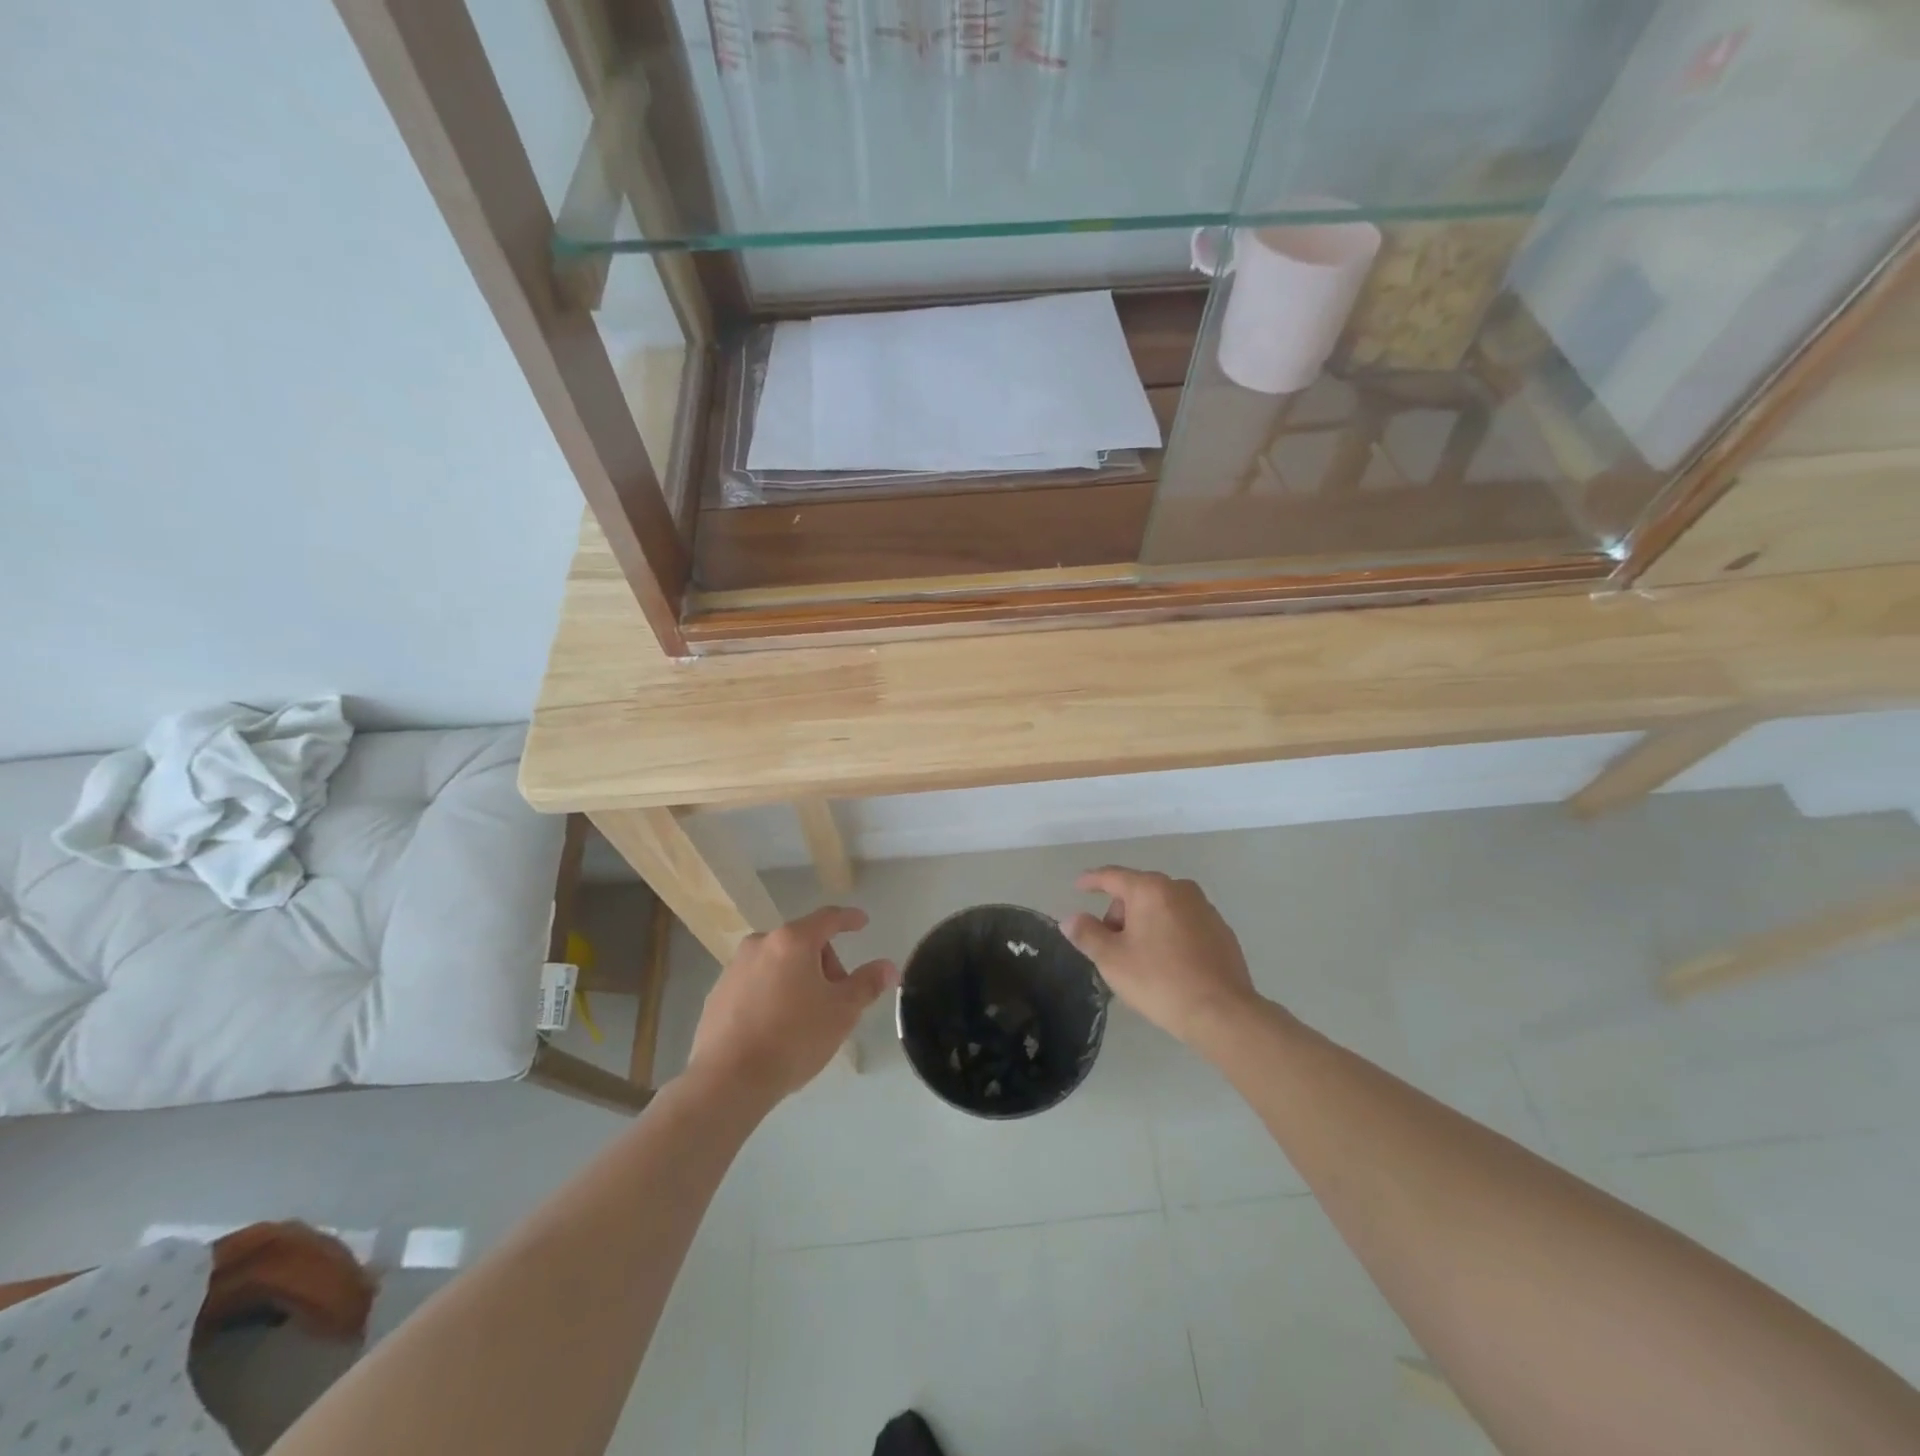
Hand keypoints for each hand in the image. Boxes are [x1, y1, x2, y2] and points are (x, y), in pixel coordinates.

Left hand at [688, 906, 897, 1101]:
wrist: (728, 1079)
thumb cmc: (794, 1037)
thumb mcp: (842, 1011)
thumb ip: (867, 984)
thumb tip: (888, 967)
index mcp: (793, 941)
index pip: (828, 918)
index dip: (849, 919)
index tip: (862, 922)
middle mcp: (760, 944)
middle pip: (802, 942)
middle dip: (824, 962)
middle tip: (835, 997)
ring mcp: (734, 968)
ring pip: (777, 962)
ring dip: (796, 978)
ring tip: (805, 1016)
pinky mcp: (716, 994)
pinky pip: (755, 983)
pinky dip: (771, 993)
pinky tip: (776, 1027)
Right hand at [1062, 868, 1258, 1045]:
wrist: (1222, 1012)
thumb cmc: (1159, 980)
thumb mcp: (1112, 960)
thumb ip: (1087, 934)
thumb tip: (1071, 919)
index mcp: (1150, 889)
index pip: (1112, 876)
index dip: (1091, 881)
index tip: (1078, 887)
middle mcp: (1179, 889)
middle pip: (1138, 891)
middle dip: (1120, 912)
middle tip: (1110, 944)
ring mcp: (1205, 908)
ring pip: (1162, 906)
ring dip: (1145, 922)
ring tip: (1139, 957)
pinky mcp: (1221, 930)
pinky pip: (1183, 921)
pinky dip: (1169, 932)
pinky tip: (1167, 963)